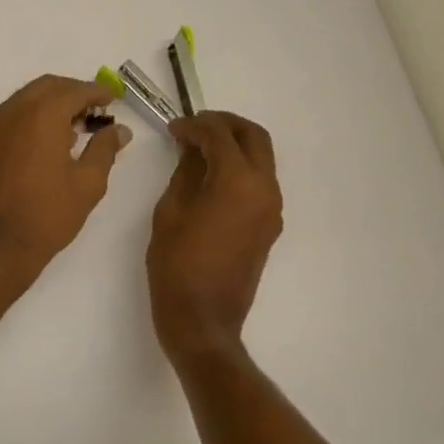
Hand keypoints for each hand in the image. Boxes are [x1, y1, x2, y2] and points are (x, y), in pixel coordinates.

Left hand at [0, 75, 130, 283]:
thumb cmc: (48, 214)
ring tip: (77, 126)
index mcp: (43, 114)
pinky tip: (51, 140)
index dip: (98, 92)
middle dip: (75, 93)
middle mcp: (16, 111)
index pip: (76, 90)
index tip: (115, 98)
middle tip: (97, 111)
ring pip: (29, 98)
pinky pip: (15, 115)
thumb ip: (105, 149)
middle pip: (49, 87)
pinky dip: (35, 116)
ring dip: (54, 103)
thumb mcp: (88, 183)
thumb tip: (119, 130)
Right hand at [148, 112, 283, 362]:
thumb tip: (192, 149)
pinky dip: (240, 169)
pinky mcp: (270, 226)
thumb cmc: (176, 265)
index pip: (220, 134)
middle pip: (254, 137)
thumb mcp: (170, 212)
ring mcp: (272, 208)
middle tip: (194, 128)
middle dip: (224, 125)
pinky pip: (259, 182)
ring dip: (235, 146)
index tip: (173, 129)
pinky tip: (211, 179)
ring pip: (261, 158)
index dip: (195, 125)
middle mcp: (264, 188)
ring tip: (200, 151)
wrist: (203, 319)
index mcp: (237, 181)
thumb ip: (185, 172)